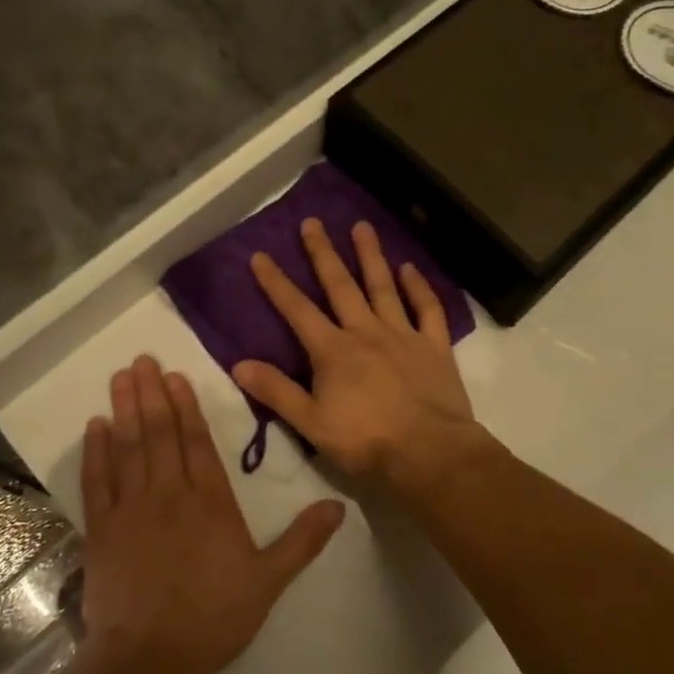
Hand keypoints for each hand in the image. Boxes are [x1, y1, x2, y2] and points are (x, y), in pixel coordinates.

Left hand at [79, 356, 343, 673]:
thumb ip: (302, 540)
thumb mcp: (269, 581)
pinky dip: (96, 451)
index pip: (197, 442)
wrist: (150, 658)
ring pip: (130, 447)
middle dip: (152, 394)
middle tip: (142, 360)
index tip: (175, 377)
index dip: (186, 407)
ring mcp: (133, 508)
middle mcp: (170, 493)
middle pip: (161, 434)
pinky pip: (98, 480)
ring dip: (126, 410)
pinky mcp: (103, 529)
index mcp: (211, 501)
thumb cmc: (213, 617)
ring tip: (122, 377)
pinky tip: (95, 425)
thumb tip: (339, 506)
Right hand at [233, 218, 482, 495]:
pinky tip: (410, 268)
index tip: (261, 255)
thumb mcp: (311, 423)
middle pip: (341, 285)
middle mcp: (366, 332)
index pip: (297, 310)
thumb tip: (239, 364)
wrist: (428, 452)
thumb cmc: (366, 441)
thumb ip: (276, 392)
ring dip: (371, 256)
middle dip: (323, 253)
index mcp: (333, 350)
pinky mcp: (434, 346)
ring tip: (362, 225)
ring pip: (383, 287)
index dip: (276, 283)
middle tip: (313, 222)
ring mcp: (403, 335)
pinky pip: (427, 309)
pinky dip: (419, 287)